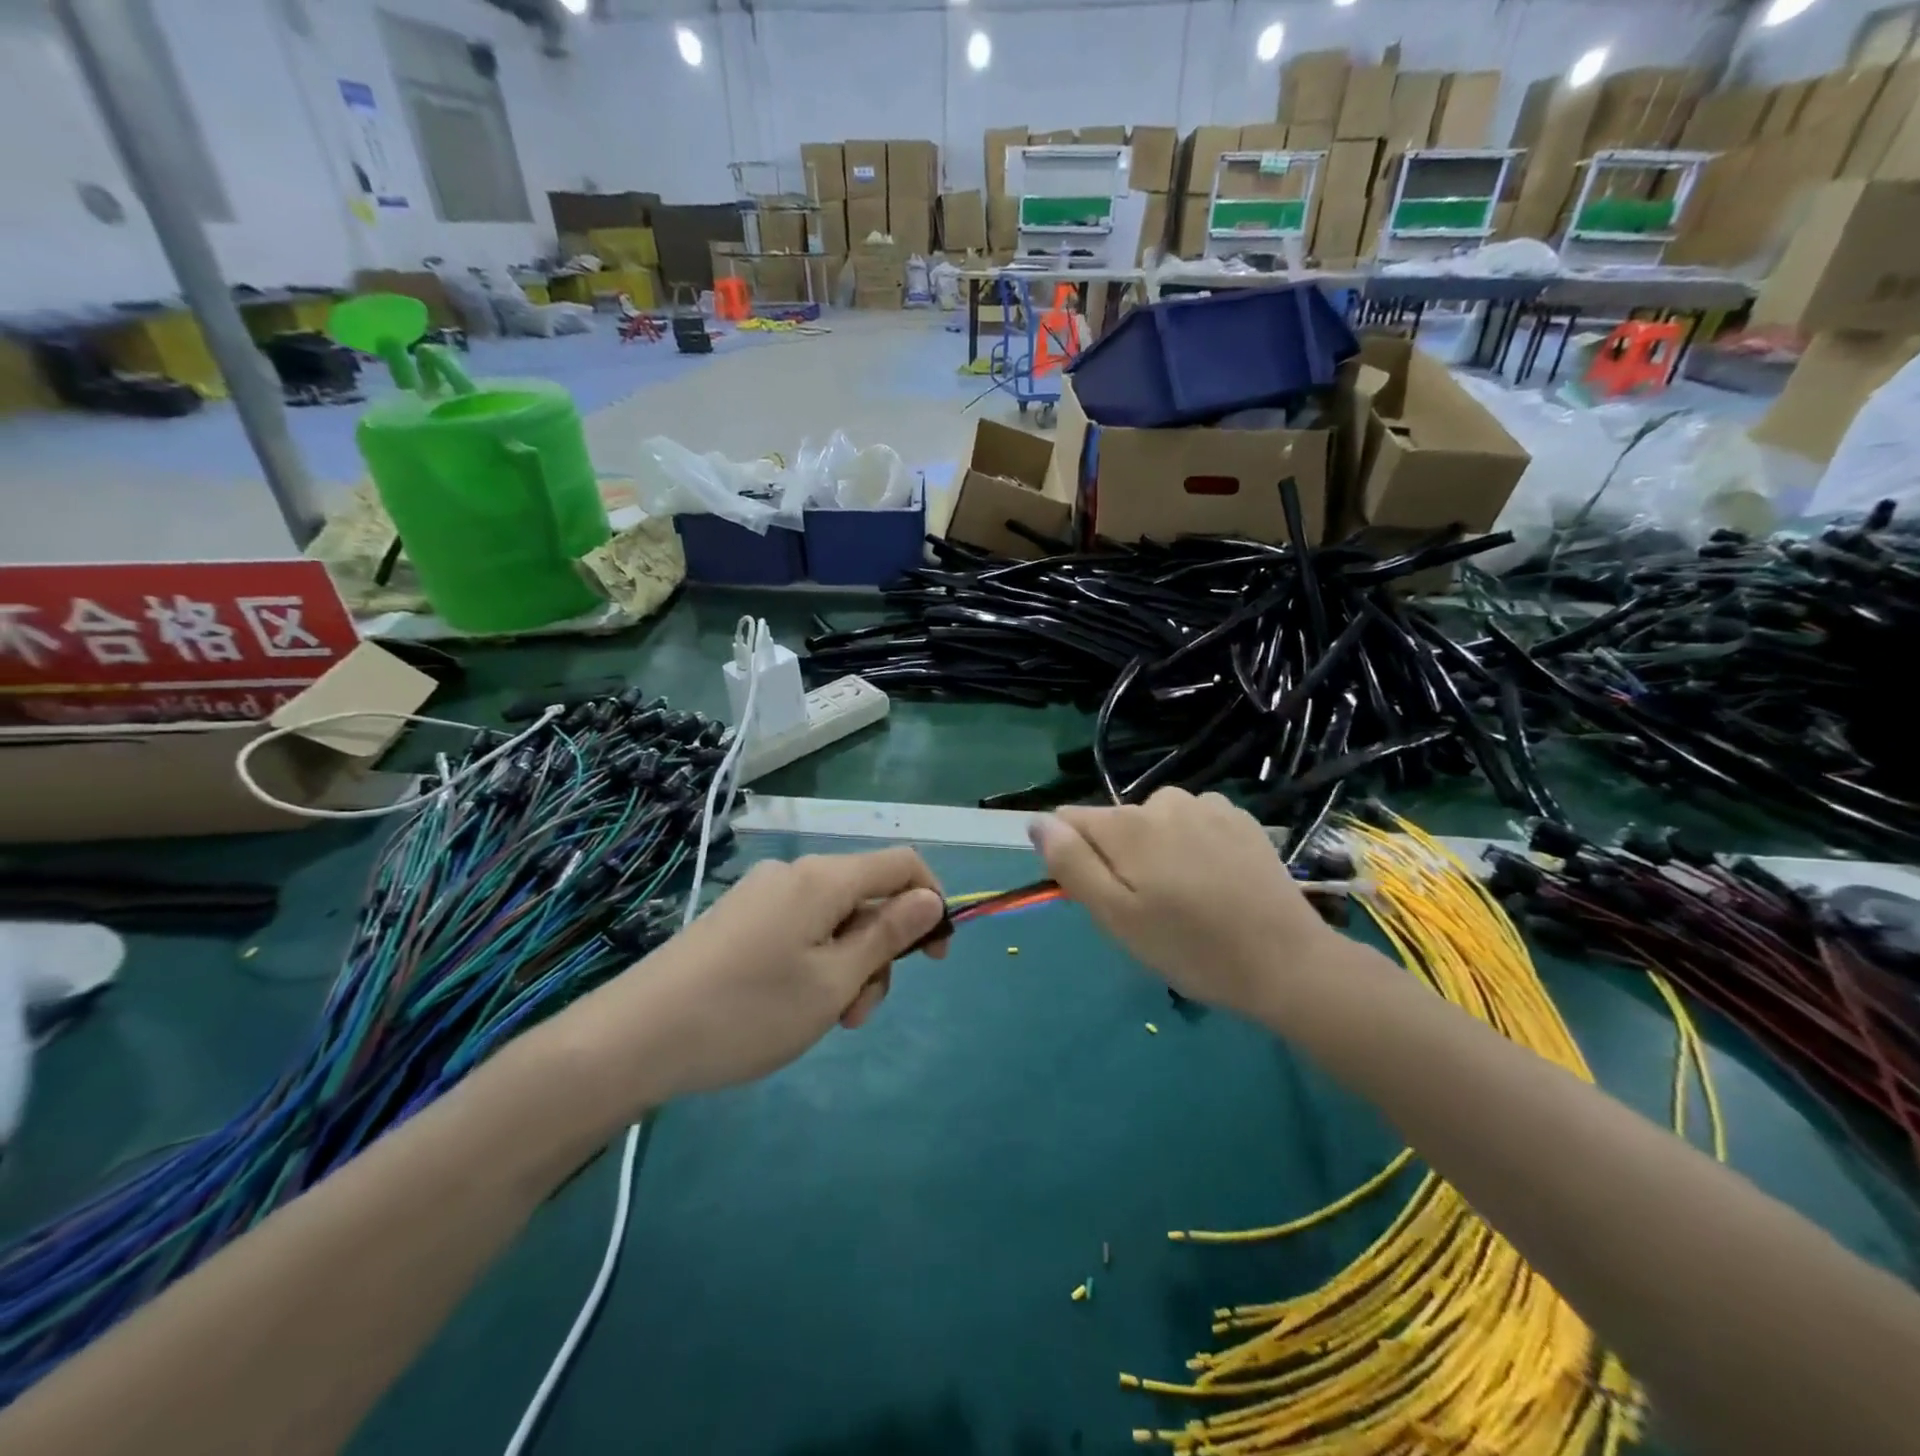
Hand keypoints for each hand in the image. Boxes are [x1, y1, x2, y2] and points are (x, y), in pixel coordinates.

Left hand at [613, 847, 946, 1097]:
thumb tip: (930, 898)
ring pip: (832, 920)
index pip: (902, 864)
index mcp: (824, 878)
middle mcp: (794, 874)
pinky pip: (799, 930)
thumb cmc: (749, 1011)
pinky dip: (813, 964)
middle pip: (865, 898)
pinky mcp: (738, 919)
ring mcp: (761, 895)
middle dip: (878, 952)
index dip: (931, 901)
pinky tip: (790, 1008)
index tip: (934, 958)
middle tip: (857, 1013)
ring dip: (846, 967)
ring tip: (823, 1021)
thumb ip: (888, 935)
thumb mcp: (833, 981)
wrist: (634, 1038)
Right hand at [1029, 788, 1342, 1023]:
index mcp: (1125, 825)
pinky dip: (1193, 844)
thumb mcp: (1116, 917)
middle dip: (1119, 858)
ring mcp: (1206, 805)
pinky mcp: (1239, 818)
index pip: (1070, 821)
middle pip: (1115, 824)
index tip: (1102, 896)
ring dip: (1158, 850)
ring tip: (1186, 898)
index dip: (1076, 857)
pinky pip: (1194, 822)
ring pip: (1155, 822)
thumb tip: (1038, 822)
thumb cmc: (1190, 948)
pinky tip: (1216, 880)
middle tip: (1149, 910)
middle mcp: (1162, 801)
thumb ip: (1071, 864)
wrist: (1287, 962)